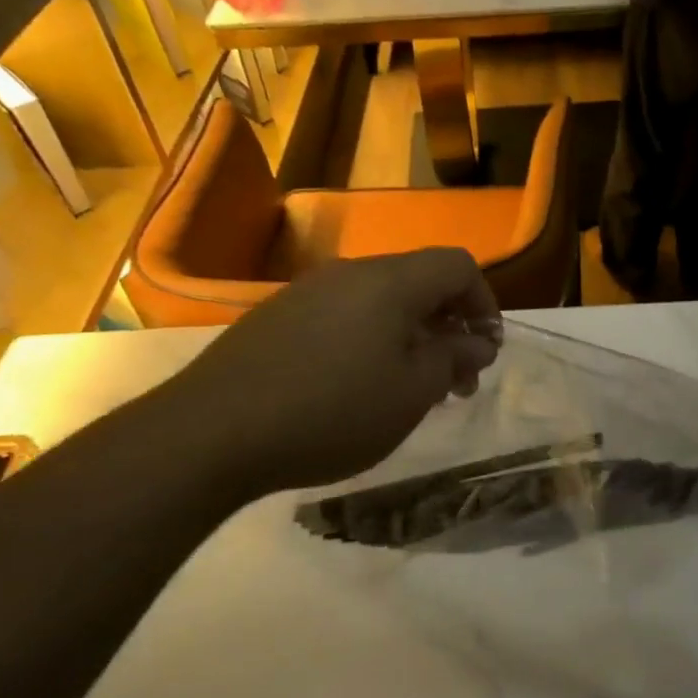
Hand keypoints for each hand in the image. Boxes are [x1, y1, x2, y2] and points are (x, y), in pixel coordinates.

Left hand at [148, 250, 501, 498]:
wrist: (210, 432)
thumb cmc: (332, 411)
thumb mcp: (411, 393)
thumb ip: (453, 359)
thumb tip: (476, 342)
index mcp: (392, 281)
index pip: (458, 266)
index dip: (485, 303)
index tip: (486, 351)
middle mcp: (352, 272)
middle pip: (420, 281)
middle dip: (449, 325)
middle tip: (456, 380)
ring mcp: (309, 291)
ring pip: (381, 300)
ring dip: (411, 335)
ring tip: (410, 387)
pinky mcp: (278, 316)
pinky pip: (344, 314)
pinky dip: (371, 339)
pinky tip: (357, 385)